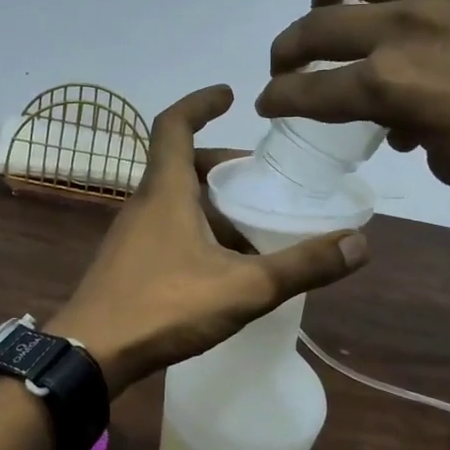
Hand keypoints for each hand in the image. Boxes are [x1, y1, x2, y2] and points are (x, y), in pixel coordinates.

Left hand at [48, 86, 369, 390]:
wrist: (89, 356)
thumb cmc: (164, 306)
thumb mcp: (243, 287)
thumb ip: (301, 267)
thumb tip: (361, 243)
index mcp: (165, 191)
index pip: (174, 125)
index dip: (200, 102)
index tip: (229, 94)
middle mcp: (143, 204)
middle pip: (182, 165)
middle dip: (221, 164)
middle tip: (259, 178)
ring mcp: (131, 236)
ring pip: (175, 202)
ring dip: (212, 204)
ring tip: (252, 228)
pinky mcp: (127, 265)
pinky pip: (167, 231)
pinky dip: (197, 232)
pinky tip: (223, 268)